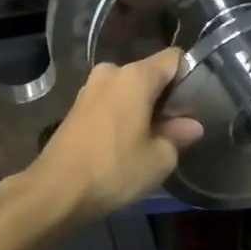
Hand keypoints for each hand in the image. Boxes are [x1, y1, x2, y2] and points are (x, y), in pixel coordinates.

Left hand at [19, 48, 203, 221]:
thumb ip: (179, 135)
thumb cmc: (114, 169)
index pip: (174, 59)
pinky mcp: (77, 107)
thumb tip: (191, 126)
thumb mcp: (159, 158)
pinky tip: (126, 143)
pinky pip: (111, 102)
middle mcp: (111, 72)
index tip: (195, 105)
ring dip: (143, 108)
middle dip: (166, 97)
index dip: (189, 77)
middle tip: (177, 129)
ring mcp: (90, 88)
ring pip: (129, 90)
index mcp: (136, 76)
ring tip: (152, 139)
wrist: (55, 190)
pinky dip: (123, 116)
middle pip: (150, 74)